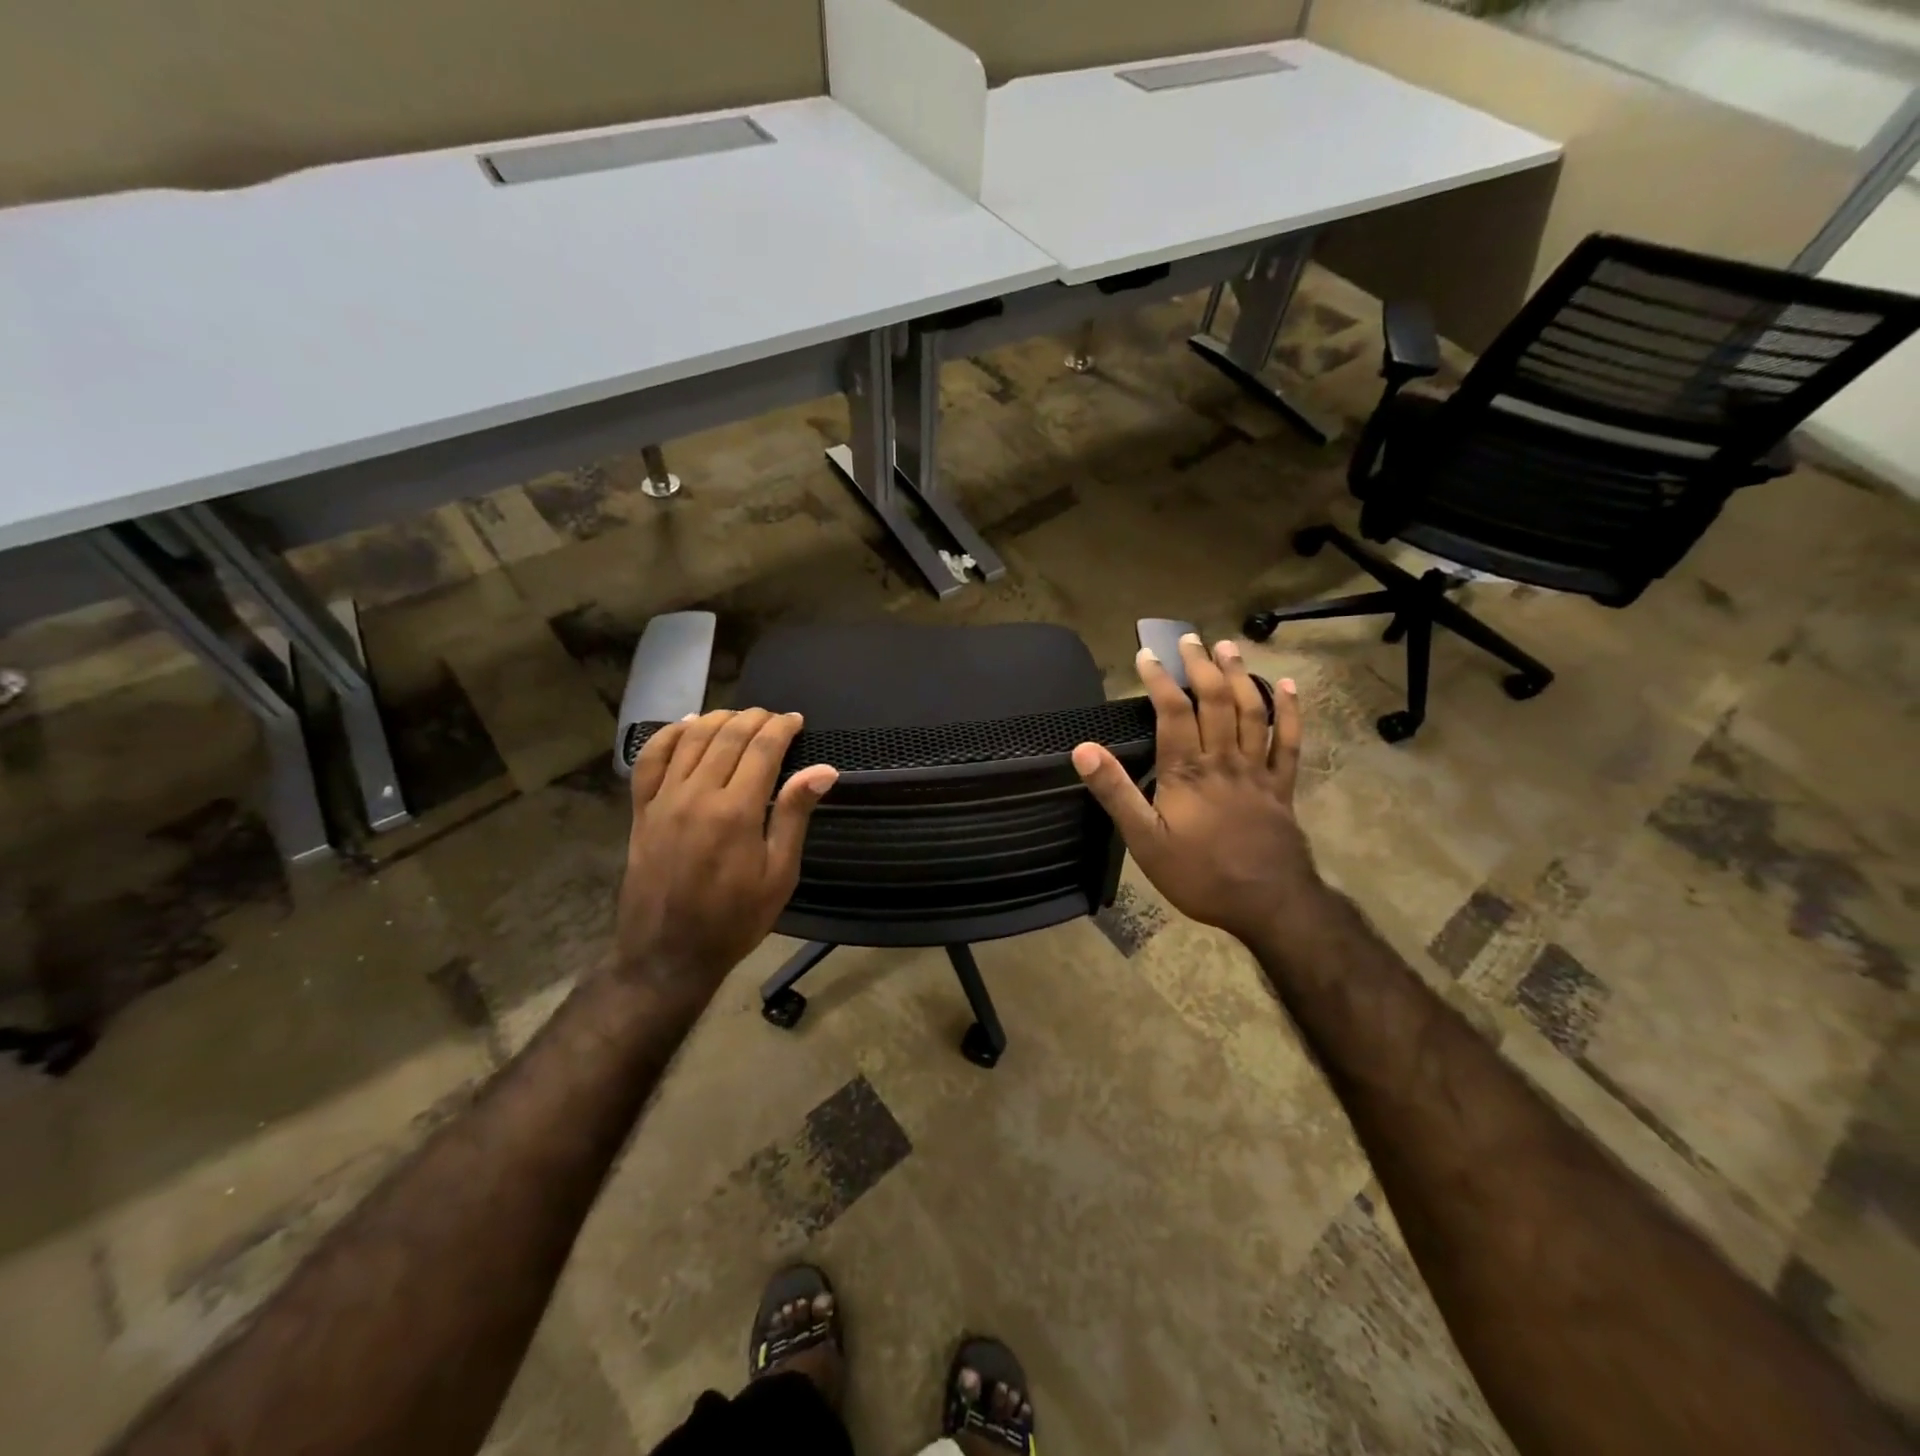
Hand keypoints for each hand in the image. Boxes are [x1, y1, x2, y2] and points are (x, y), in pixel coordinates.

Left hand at [613, 709, 837, 996]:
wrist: (667, 954)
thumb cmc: (734, 919)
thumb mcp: (779, 874)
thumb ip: (794, 816)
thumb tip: (823, 770)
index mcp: (736, 812)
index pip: (762, 749)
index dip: (781, 728)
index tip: (796, 720)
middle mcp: (697, 795)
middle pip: (727, 736)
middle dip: (754, 718)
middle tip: (773, 718)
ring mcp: (664, 800)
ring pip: (691, 739)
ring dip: (718, 719)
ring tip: (739, 717)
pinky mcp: (641, 810)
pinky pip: (650, 759)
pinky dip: (669, 735)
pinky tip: (687, 726)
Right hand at [1072, 635, 1318, 951]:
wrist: (1269, 903)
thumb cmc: (1199, 874)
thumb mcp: (1144, 840)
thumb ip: (1115, 793)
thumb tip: (1083, 750)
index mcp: (1187, 771)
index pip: (1172, 711)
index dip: (1159, 679)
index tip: (1146, 655)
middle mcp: (1224, 760)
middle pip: (1215, 701)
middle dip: (1201, 666)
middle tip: (1190, 639)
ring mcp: (1258, 770)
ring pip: (1252, 712)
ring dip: (1240, 676)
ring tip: (1228, 647)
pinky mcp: (1282, 786)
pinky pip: (1289, 741)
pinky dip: (1290, 711)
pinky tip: (1287, 686)